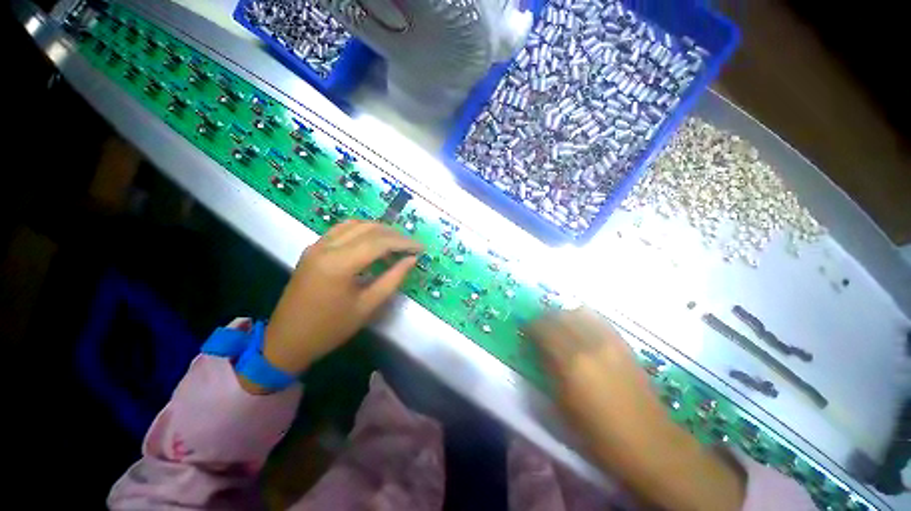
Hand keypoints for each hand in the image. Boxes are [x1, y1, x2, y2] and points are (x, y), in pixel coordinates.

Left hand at [263, 220, 421, 375]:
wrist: (287, 340)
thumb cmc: (331, 328)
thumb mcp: (368, 306)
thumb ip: (393, 279)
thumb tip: (411, 259)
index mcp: (339, 264)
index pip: (379, 242)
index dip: (404, 243)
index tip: (421, 248)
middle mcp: (326, 247)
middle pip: (368, 229)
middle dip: (394, 235)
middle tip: (411, 246)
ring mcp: (317, 245)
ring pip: (355, 224)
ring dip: (379, 230)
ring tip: (395, 243)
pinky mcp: (313, 249)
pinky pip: (342, 229)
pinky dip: (362, 231)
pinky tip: (373, 241)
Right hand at [527, 307, 744, 510]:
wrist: (649, 442)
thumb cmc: (598, 432)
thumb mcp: (562, 403)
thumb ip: (548, 369)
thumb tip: (539, 349)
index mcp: (572, 361)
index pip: (543, 328)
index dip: (531, 327)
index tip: (525, 332)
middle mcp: (590, 343)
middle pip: (560, 315)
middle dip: (545, 318)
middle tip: (539, 329)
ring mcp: (610, 341)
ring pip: (579, 311)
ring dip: (564, 315)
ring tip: (560, 327)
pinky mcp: (624, 343)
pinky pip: (598, 319)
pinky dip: (583, 319)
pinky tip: (581, 330)